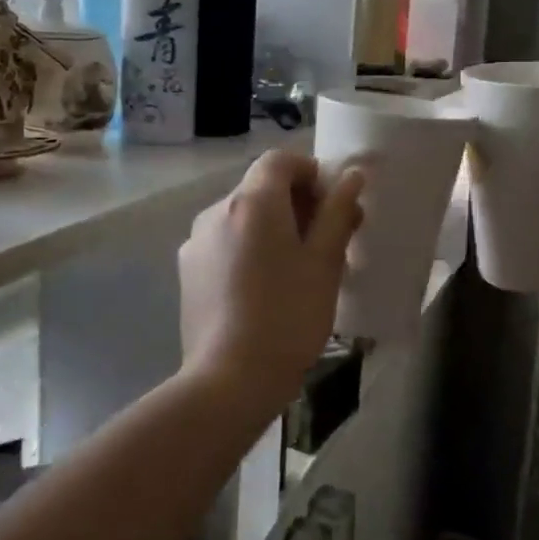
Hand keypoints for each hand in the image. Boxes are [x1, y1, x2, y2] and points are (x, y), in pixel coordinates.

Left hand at [179, 150, 364, 413]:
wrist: (230, 379)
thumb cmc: (288, 316)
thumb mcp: (324, 262)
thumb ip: (338, 212)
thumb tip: (350, 177)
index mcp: (252, 202)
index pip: (280, 160)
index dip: (310, 172)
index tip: (332, 205)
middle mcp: (217, 210)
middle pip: (261, 187)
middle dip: (297, 203)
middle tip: (327, 240)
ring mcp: (197, 241)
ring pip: (243, 216)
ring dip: (273, 227)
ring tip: (298, 269)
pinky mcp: (188, 270)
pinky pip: (225, 242)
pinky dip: (249, 248)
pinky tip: (264, 287)